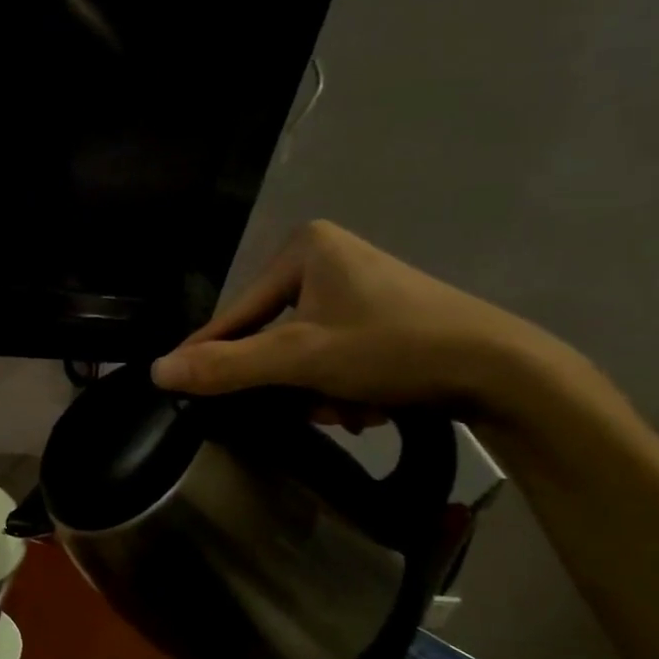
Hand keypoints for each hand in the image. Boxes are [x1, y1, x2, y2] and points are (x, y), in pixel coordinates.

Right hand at [151, 220, 557, 419]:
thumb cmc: (393, 348)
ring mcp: (357, 287)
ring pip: (304, 352)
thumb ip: (226, 365)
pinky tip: (369, 402)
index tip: (180, 388)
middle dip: (290, 381)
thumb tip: (155, 371)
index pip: (237, 312)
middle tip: (309, 408)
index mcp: (304, 249)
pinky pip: (334, 353)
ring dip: (318, 390)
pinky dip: (344, 384)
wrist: (503, 370)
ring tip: (350, 409)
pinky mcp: (381, 315)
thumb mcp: (300, 359)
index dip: (211, 354)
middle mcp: (327, 259)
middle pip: (272, 335)